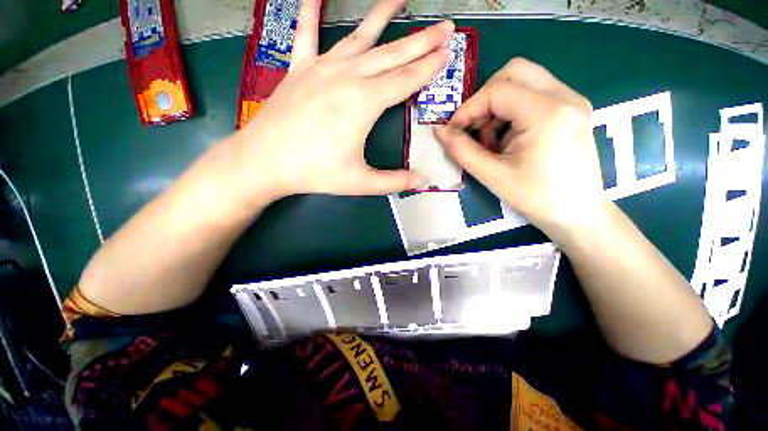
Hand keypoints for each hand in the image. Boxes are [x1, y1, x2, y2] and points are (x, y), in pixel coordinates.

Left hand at [233, 0, 452, 199]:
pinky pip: (305, 34)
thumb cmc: (314, 172)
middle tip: (445, 27)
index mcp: (364, 103)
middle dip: (422, 41)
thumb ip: (393, 182)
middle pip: (392, 54)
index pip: (406, 80)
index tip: (448, 53)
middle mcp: (347, 77)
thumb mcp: (360, 183)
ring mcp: (321, 68)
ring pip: (359, 37)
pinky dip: (309, 12)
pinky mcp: (299, 69)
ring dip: (381, 16)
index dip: (429, 68)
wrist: (265, 161)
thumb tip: (421, 181)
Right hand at [433, 58, 607, 235]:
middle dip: (485, 98)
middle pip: (514, 71)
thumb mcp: (492, 175)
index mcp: (547, 113)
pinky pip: (534, 95)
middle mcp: (565, 96)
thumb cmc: (536, 198)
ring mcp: (572, 101)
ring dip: (498, 106)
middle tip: (475, 128)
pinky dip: (512, 111)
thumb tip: (439, 131)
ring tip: (492, 140)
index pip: (496, 90)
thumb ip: (462, 150)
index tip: (454, 131)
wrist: (577, 213)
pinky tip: (509, 139)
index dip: (468, 109)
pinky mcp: (571, 110)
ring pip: (524, 81)